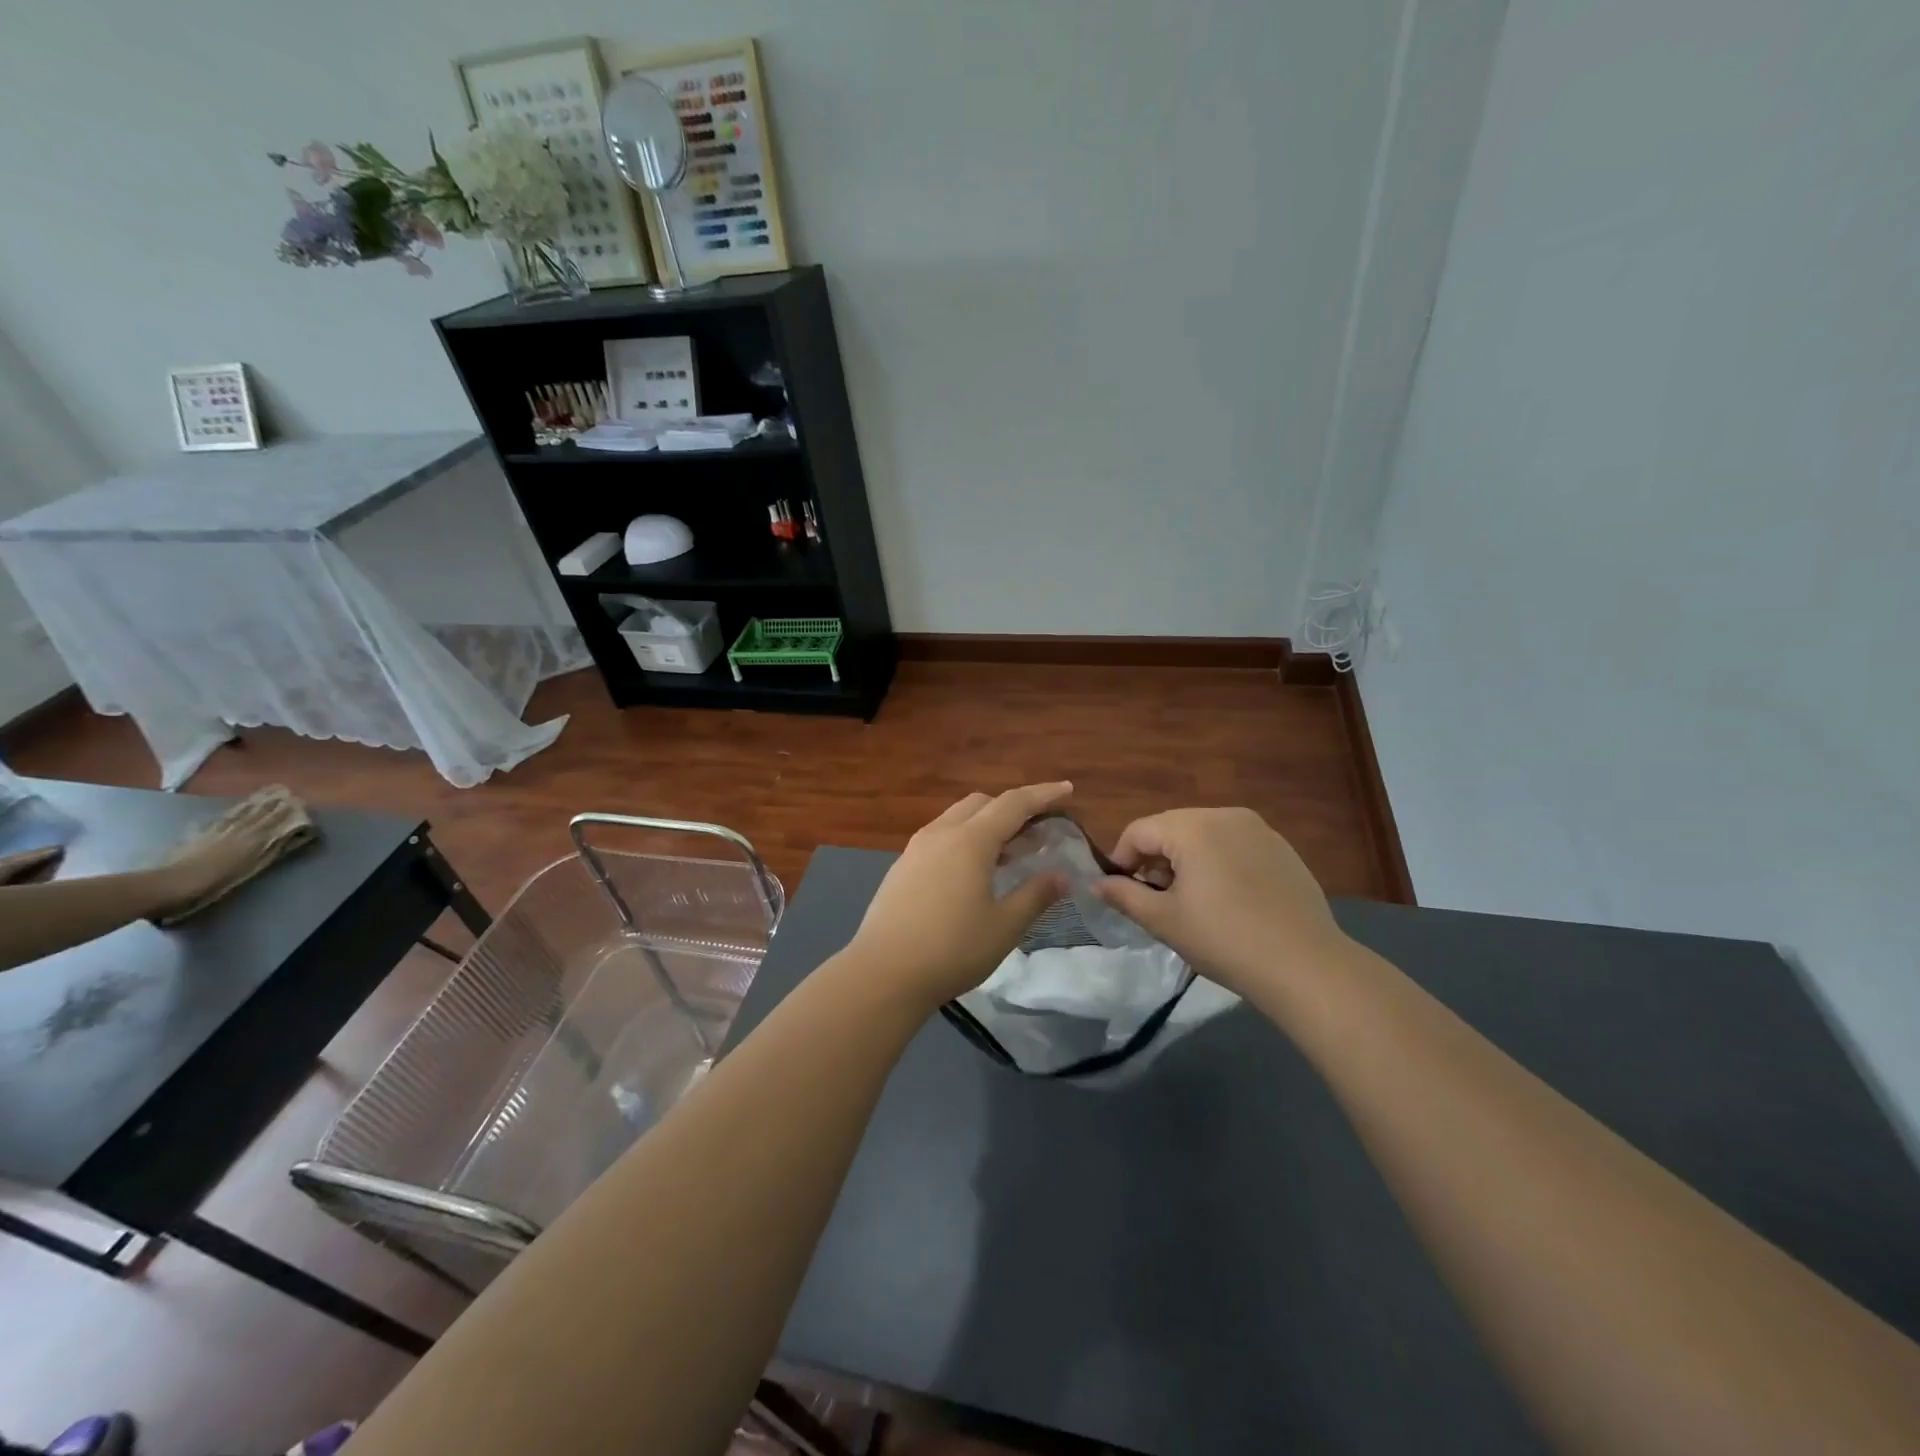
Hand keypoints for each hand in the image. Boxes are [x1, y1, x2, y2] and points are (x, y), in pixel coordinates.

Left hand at [847, 783, 1073, 1008]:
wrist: (882, 973)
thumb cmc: (951, 949)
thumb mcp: (1004, 927)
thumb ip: (1035, 896)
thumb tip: (1061, 876)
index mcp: (970, 841)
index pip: (1014, 803)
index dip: (1043, 794)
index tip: (1067, 789)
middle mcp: (941, 834)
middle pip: (982, 804)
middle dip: (1013, 809)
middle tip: (1037, 832)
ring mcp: (916, 849)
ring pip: (957, 818)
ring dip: (986, 825)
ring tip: (1008, 854)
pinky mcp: (901, 867)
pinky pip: (940, 837)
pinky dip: (964, 840)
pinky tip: (971, 873)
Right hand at [1092, 807, 1348, 996]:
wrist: (1305, 965)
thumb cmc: (1224, 940)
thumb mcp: (1164, 920)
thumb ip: (1124, 895)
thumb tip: (1097, 884)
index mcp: (1192, 827)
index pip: (1138, 831)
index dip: (1121, 860)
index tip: (1121, 892)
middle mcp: (1225, 815)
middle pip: (1171, 828)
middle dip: (1155, 859)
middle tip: (1156, 901)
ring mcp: (1258, 829)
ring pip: (1203, 835)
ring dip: (1186, 861)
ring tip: (1191, 902)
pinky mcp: (1281, 848)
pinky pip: (1233, 845)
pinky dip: (1218, 863)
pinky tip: (1228, 901)